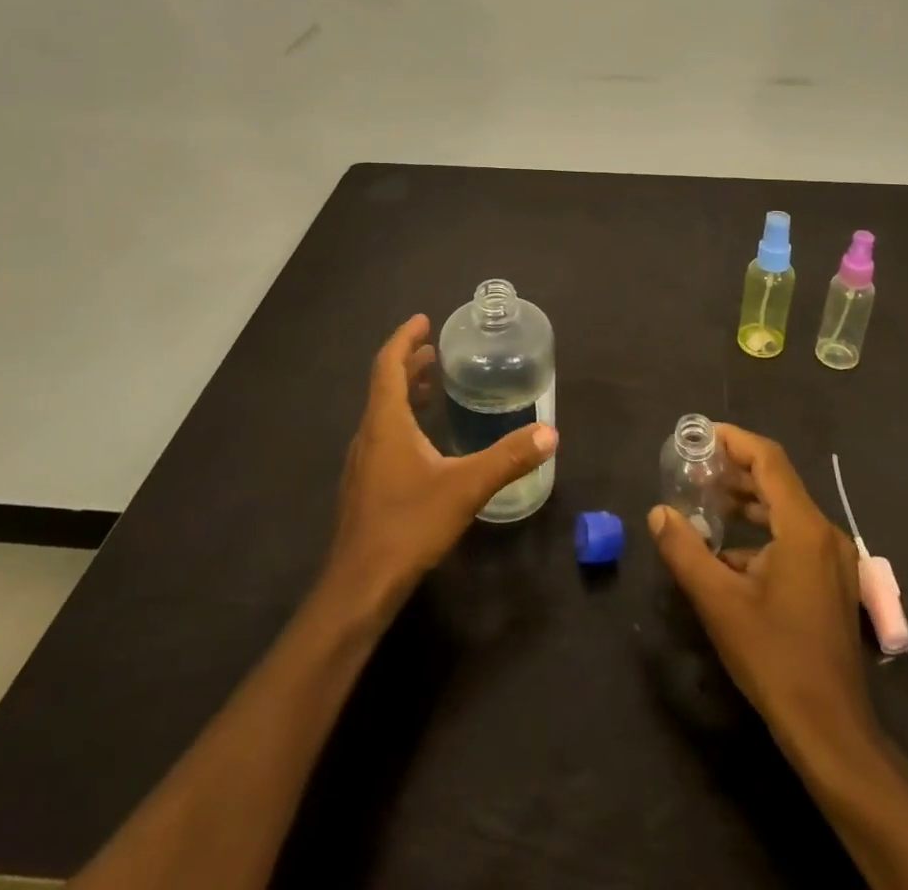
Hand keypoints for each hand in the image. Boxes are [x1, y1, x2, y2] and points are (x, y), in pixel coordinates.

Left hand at [327, 314, 558, 618]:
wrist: (359, 587)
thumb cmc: (408, 526)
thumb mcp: (465, 487)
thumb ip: (507, 458)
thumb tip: (548, 433)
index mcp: (385, 422)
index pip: (388, 365)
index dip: (404, 338)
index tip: (423, 320)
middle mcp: (368, 435)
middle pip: (384, 385)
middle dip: (408, 362)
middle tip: (436, 351)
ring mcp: (363, 463)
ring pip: (382, 412)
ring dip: (405, 392)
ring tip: (432, 386)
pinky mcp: (365, 486)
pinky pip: (384, 436)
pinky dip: (403, 420)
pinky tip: (426, 441)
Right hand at [648, 424, 871, 742]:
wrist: (832, 730)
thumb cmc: (775, 658)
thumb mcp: (719, 603)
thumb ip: (685, 551)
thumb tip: (658, 512)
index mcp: (804, 528)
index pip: (768, 460)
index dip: (734, 440)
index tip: (700, 435)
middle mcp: (825, 533)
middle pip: (777, 482)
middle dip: (735, 470)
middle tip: (694, 468)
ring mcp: (833, 559)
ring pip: (786, 511)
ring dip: (747, 502)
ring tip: (706, 502)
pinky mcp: (831, 582)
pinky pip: (794, 537)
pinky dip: (762, 532)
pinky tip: (729, 554)